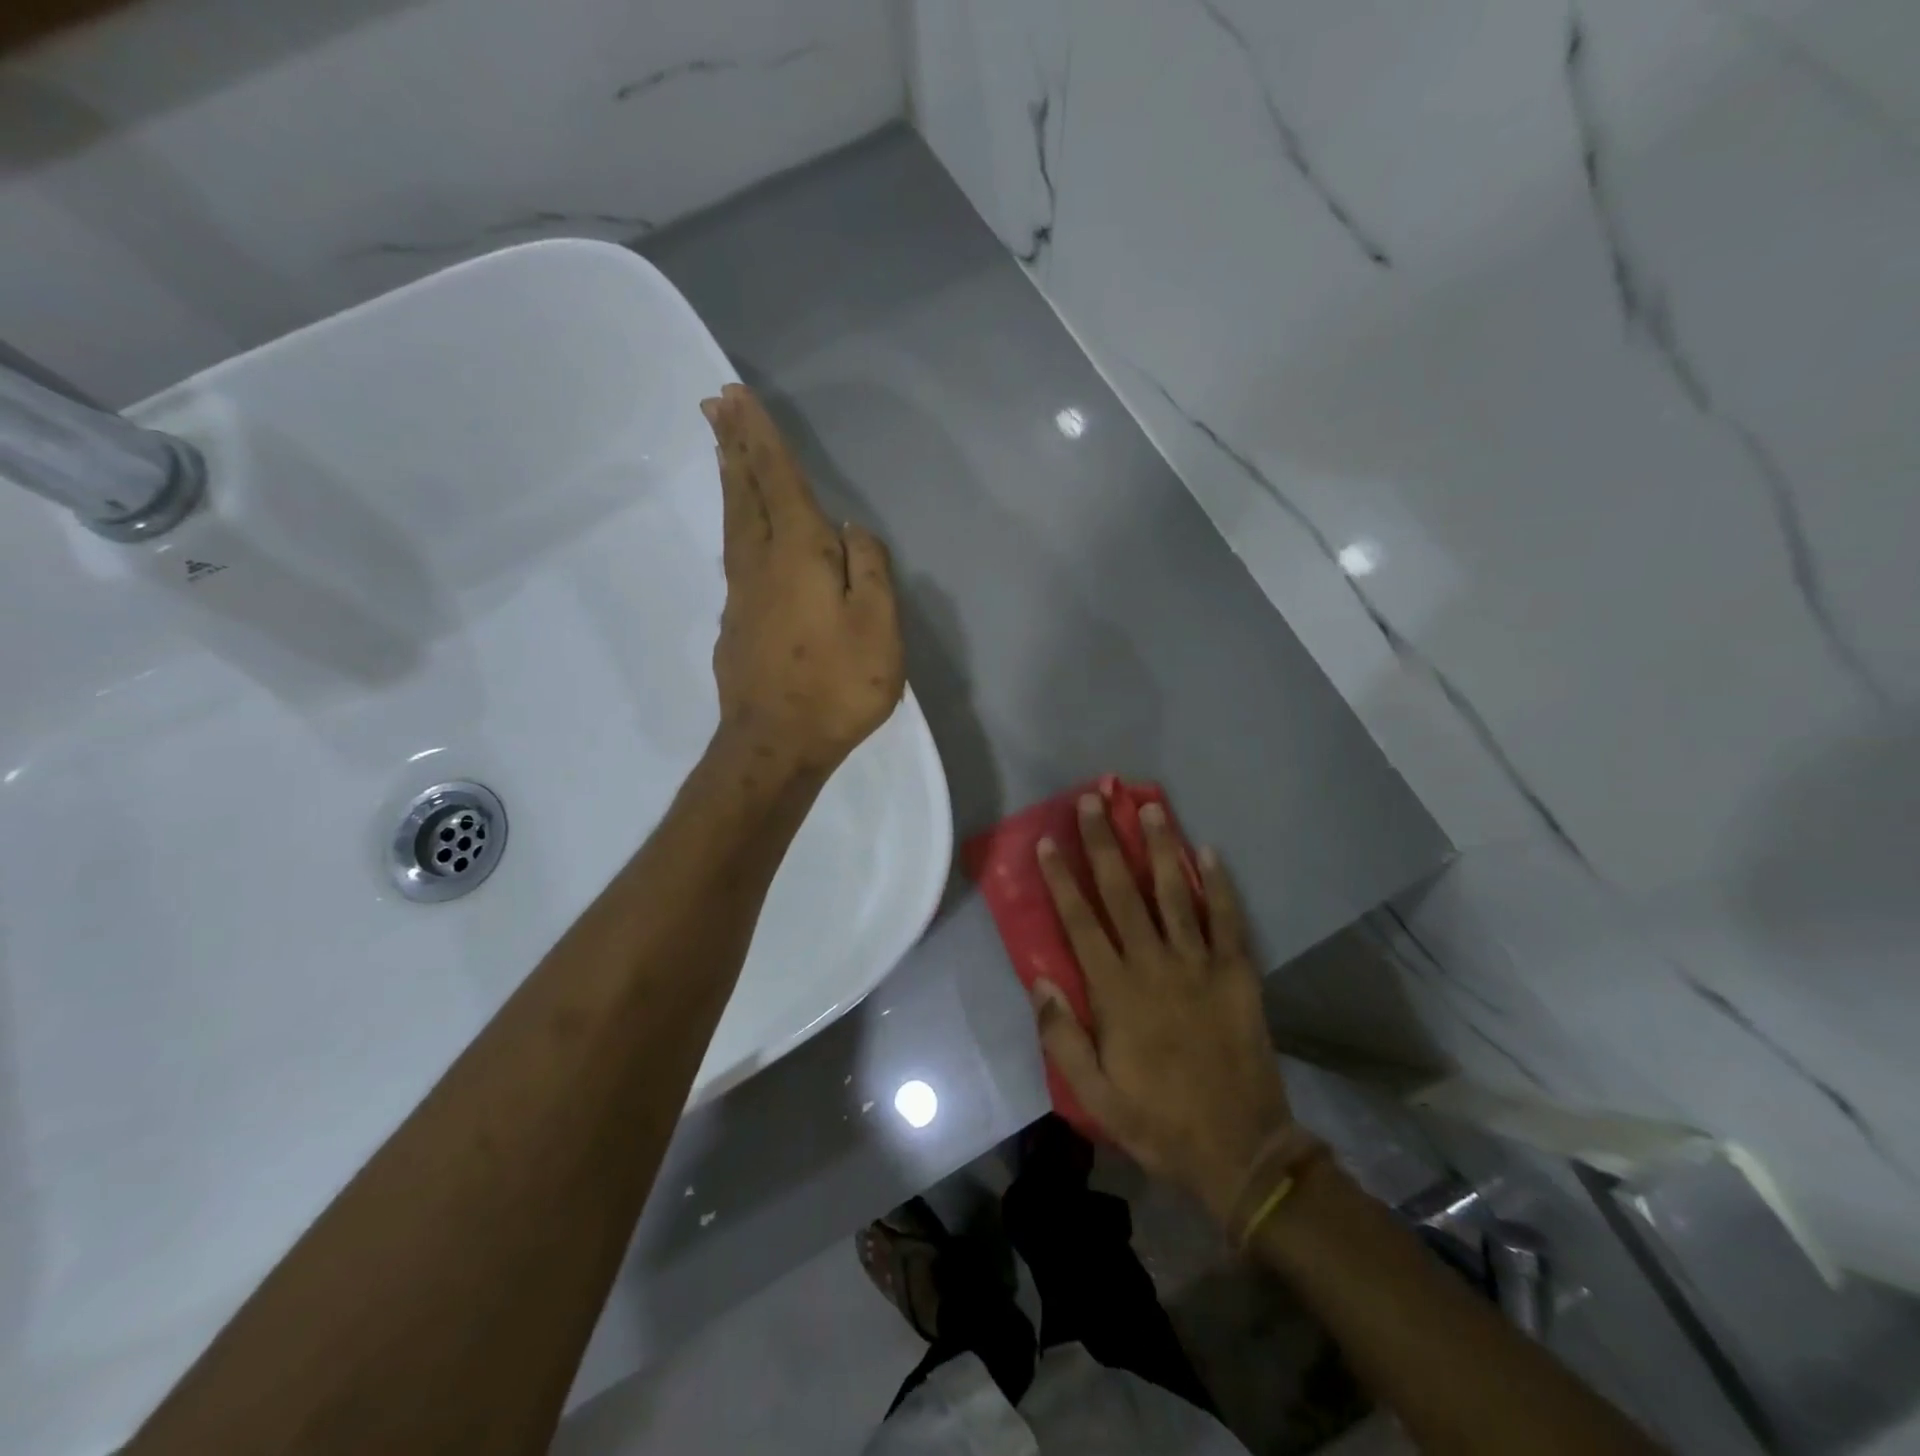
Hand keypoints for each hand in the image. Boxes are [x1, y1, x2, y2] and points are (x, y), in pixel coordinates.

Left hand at [700, 384, 904, 776]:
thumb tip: (850, 531)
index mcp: (799, 555)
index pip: (777, 481)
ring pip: (734, 523)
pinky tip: (743, 530)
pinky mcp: (735, 624)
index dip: (761, 437)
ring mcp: (741, 595)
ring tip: (723, 451)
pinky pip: (735, 556)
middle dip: (733, 445)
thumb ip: (869, 569)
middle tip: (715, 404)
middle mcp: (761, 564)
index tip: (737, 396)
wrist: (775, 745)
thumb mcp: (878, 626)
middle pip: (744, 493)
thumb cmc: (837, 685)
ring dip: (730, 481)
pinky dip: (736, 525)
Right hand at [1032, 796, 1293, 1223]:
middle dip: (1104, 844)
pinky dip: (1219, 884)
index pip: (1081, 923)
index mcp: (1117, 993)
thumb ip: (1062, 1037)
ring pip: (1174, 894)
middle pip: (1124, 893)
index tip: (1047, 842)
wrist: (1240, 1150)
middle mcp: (1155, 966)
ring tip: (1149, 808)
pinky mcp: (1238, 974)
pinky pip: (1227, 920)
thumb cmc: (1158, 1122)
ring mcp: (1200, 966)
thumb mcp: (1095, 1095)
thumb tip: (1039, 980)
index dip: (1061, 880)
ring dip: (1160, 848)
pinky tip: (1208, 851)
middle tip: (1094, 800)